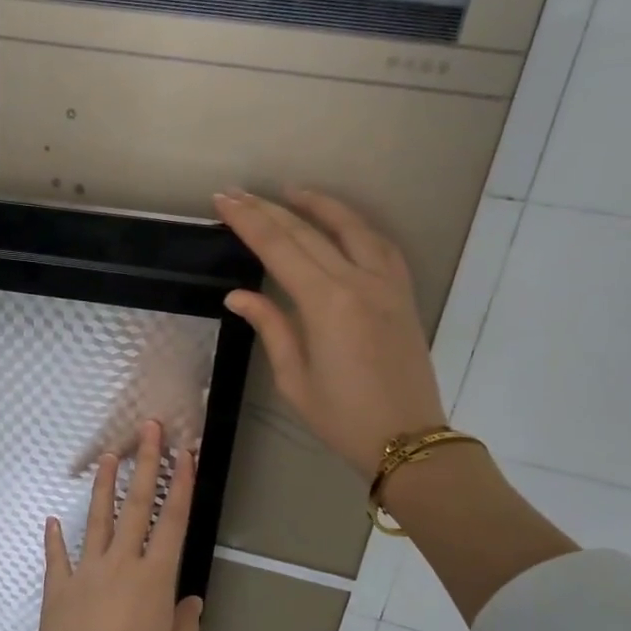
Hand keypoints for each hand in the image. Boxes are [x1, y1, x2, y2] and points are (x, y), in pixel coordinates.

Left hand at [4, 421, 204, 630]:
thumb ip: (185, 624)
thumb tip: (190, 601)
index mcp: (155, 578)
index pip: (173, 521)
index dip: (181, 485)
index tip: (185, 453)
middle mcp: (121, 564)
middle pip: (136, 505)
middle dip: (145, 464)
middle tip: (148, 429)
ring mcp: (86, 572)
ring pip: (98, 520)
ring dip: (104, 486)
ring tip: (109, 456)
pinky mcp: (58, 588)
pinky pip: (57, 557)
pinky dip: (54, 539)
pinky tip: (51, 520)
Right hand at [212, 187, 446, 480]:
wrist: (406, 438)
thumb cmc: (342, 417)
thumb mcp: (294, 379)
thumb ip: (271, 327)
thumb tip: (238, 295)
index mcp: (325, 303)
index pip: (279, 248)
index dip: (248, 221)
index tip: (223, 200)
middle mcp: (358, 281)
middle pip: (308, 231)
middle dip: (269, 209)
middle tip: (238, 193)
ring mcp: (387, 284)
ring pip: (351, 227)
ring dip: (318, 205)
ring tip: (290, 192)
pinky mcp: (404, 293)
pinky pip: (381, 245)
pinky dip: (357, 226)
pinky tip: (342, 224)